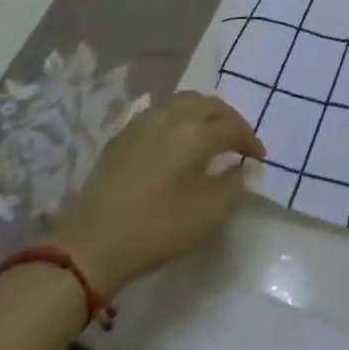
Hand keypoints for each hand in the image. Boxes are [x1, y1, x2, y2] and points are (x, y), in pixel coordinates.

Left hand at [50, 93, 265, 296]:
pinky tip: (177, 141)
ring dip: (204, 114)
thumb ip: (234, 185)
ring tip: (210, 135)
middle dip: (230, 120)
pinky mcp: (122, 136)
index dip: (250, 141)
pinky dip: (179, 119)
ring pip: (184, 102)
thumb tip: (243, 168)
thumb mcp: (208, 215)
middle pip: (210, 105)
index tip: (258, 158)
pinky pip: (161, 113)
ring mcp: (143, 123)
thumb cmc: (155, 230)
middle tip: (238, 141)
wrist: (89, 247)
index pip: (233, 128)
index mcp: (195, 133)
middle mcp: (171, 117)